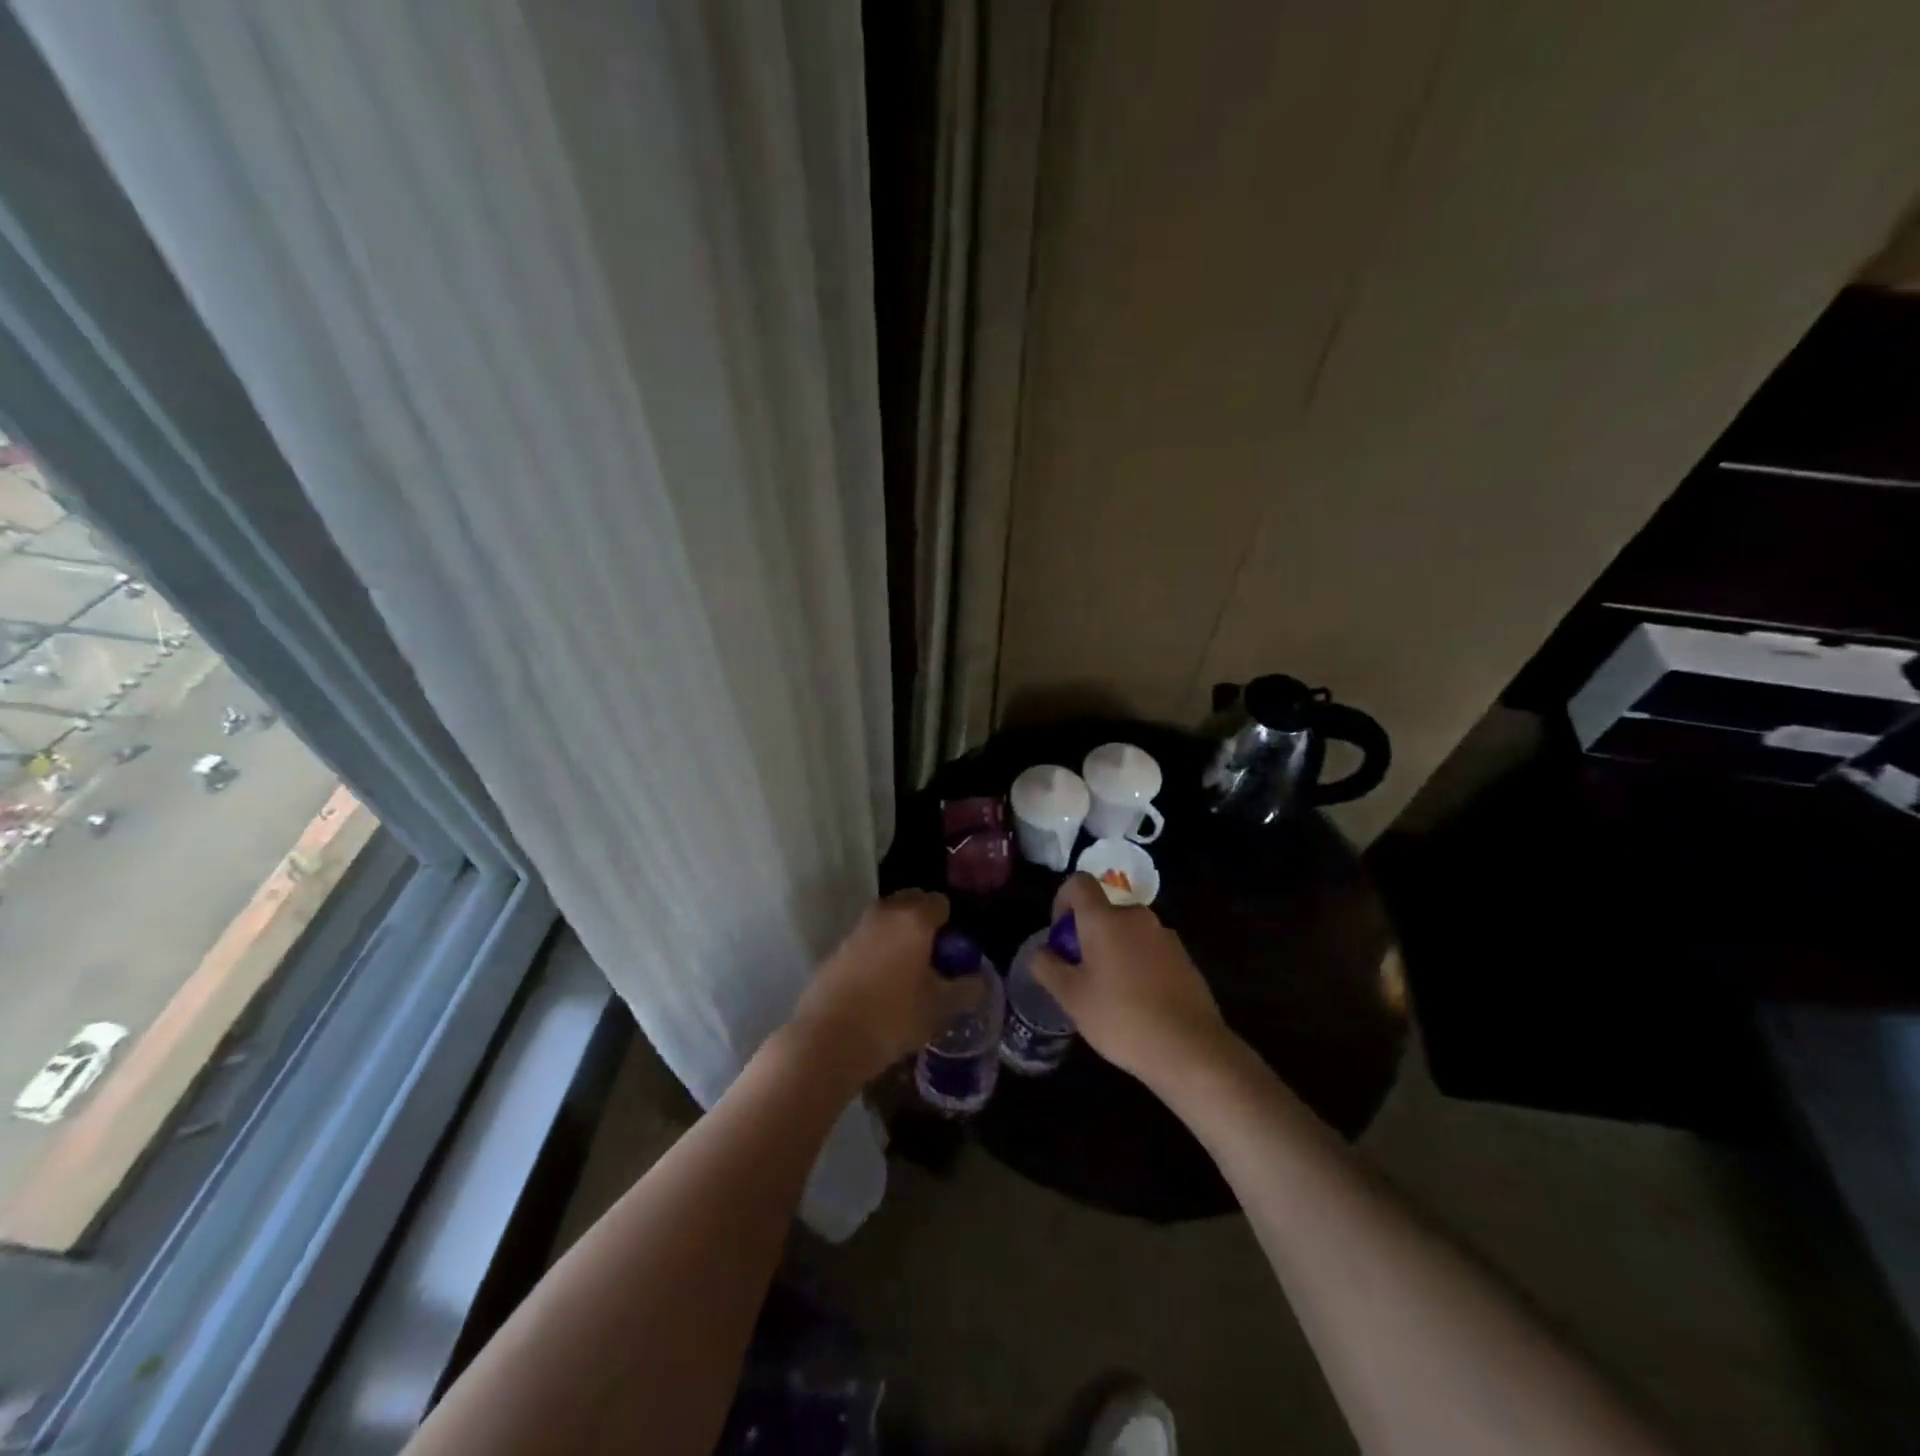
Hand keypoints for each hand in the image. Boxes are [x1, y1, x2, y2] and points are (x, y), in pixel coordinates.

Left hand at [789, 889, 967, 1083]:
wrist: (827, 1039)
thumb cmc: (893, 1017)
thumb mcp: (940, 1008)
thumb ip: (966, 990)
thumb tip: (977, 980)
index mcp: (914, 919)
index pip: (940, 903)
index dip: (950, 925)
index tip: (952, 953)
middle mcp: (885, 913)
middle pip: (911, 903)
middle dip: (924, 923)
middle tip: (932, 959)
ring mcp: (857, 929)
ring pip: (887, 921)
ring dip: (899, 936)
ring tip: (907, 973)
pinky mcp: (837, 948)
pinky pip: (867, 939)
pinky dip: (877, 951)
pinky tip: (880, 984)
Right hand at [1032, 873, 1230, 1086]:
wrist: (1190, 1048)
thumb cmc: (1121, 1017)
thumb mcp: (1071, 997)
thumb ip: (1047, 967)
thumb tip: (1041, 951)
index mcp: (1105, 918)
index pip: (1079, 883)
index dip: (1062, 900)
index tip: (1060, 935)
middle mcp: (1137, 917)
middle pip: (1104, 911)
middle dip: (1088, 934)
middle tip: (1080, 973)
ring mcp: (1165, 936)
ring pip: (1128, 932)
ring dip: (1113, 950)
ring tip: (1109, 993)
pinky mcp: (1184, 958)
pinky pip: (1150, 950)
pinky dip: (1137, 965)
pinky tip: (1138, 1003)